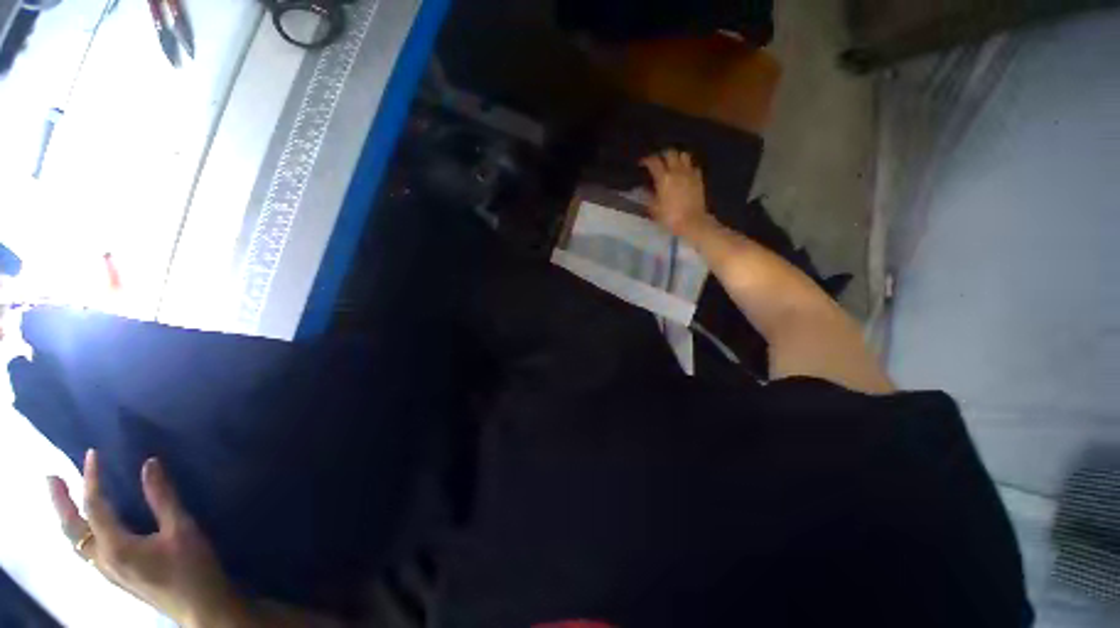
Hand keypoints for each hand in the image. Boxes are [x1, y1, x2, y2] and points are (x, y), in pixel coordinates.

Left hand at [48, 451, 251, 627]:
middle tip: (51, 476)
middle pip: (72, 528)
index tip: (92, 454)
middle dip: (60, 502)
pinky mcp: (115, 575)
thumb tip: (149, 464)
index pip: (95, 506)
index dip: (91, 478)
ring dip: (66, 517)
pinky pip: (85, 549)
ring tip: (63, 498)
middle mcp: (103, 558)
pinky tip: (85, 528)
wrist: (200, 605)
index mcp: (116, 546)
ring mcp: (107, 570)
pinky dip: (78, 532)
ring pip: (75, 541)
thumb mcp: (182, 530)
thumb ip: (163, 498)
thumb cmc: (192, 566)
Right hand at [640, 150, 715, 238]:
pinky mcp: (698, 178)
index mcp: (664, 178)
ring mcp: (689, 173)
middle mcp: (677, 171)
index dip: (646, 160)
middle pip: (670, 153)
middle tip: (657, 161)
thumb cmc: (670, 217)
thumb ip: (648, 196)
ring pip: (683, 155)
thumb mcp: (654, 209)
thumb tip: (644, 188)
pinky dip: (687, 166)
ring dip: (676, 157)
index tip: (642, 163)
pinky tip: (684, 173)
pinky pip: (693, 166)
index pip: (654, 162)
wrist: (692, 222)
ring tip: (672, 163)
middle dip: (662, 154)